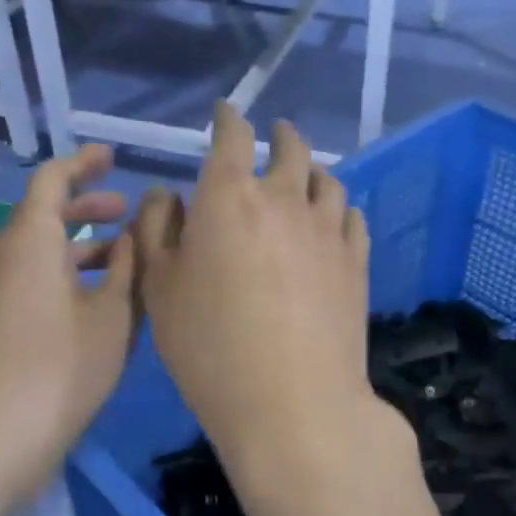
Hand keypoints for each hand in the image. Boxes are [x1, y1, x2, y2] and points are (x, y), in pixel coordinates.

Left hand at [0, 145, 137, 508]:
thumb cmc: (58, 370)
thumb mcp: (113, 317)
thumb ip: (129, 269)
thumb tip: (137, 233)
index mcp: (30, 243)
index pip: (51, 181)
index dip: (83, 163)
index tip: (113, 156)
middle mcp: (4, 261)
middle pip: (44, 217)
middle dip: (88, 208)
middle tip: (128, 211)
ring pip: (41, 256)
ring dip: (83, 249)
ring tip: (126, 260)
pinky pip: (34, 284)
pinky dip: (68, 279)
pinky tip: (101, 306)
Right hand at [134, 105, 396, 506]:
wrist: (293, 402)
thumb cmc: (210, 349)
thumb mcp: (160, 291)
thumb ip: (158, 233)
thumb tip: (170, 196)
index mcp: (229, 198)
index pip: (231, 138)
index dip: (228, 119)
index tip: (226, 113)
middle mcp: (285, 200)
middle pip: (290, 150)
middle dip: (280, 135)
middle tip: (275, 134)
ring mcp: (328, 231)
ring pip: (328, 181)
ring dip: (313, 170)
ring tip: (306, 176)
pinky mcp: (356, 262)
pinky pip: (353, 217)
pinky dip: (340, 208)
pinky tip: (335, 219)